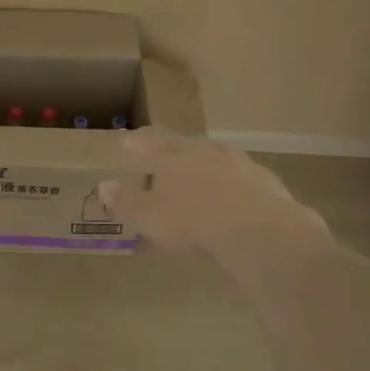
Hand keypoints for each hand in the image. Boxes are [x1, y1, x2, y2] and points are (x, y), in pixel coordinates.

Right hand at [98, 128, 331, 259]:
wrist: (258, 230)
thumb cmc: (193, 221)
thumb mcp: (149, 217)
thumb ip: (126, 201)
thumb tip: (104, 186)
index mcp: (174, 156)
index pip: (150, 142)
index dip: (137, 142)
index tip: (127, 139)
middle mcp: (206, 151)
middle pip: (185, 145)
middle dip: (174, 150)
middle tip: (166, 156)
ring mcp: (239, 163)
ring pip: (217, 158)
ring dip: (206, 165)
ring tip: (201, 177)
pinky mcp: (266, 181)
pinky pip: (243, 179)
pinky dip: (234, 185)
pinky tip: (235, 198)